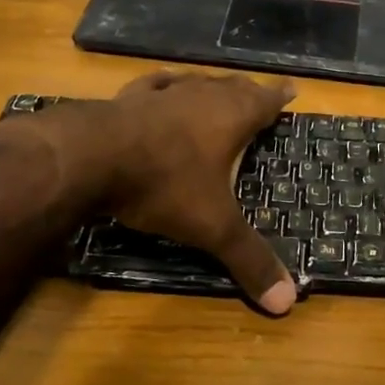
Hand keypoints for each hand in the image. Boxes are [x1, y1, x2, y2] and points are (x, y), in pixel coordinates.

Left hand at [102, 70, 298, 313]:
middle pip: (233, 88)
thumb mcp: (212, 226)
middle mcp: (201, 97)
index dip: (279, 97)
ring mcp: (163, 95)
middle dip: (248, 92)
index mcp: (231, 118)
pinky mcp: (128, 99)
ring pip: (196, 83)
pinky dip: (165, 85)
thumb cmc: (164, 184)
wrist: (91, 157)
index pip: (265, 101)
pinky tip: (164, 83)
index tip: (292, 88)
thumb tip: (287, 302)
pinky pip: (155, 85)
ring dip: (210, 87)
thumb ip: (248, 259)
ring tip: (218, 89)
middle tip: (258, 94)